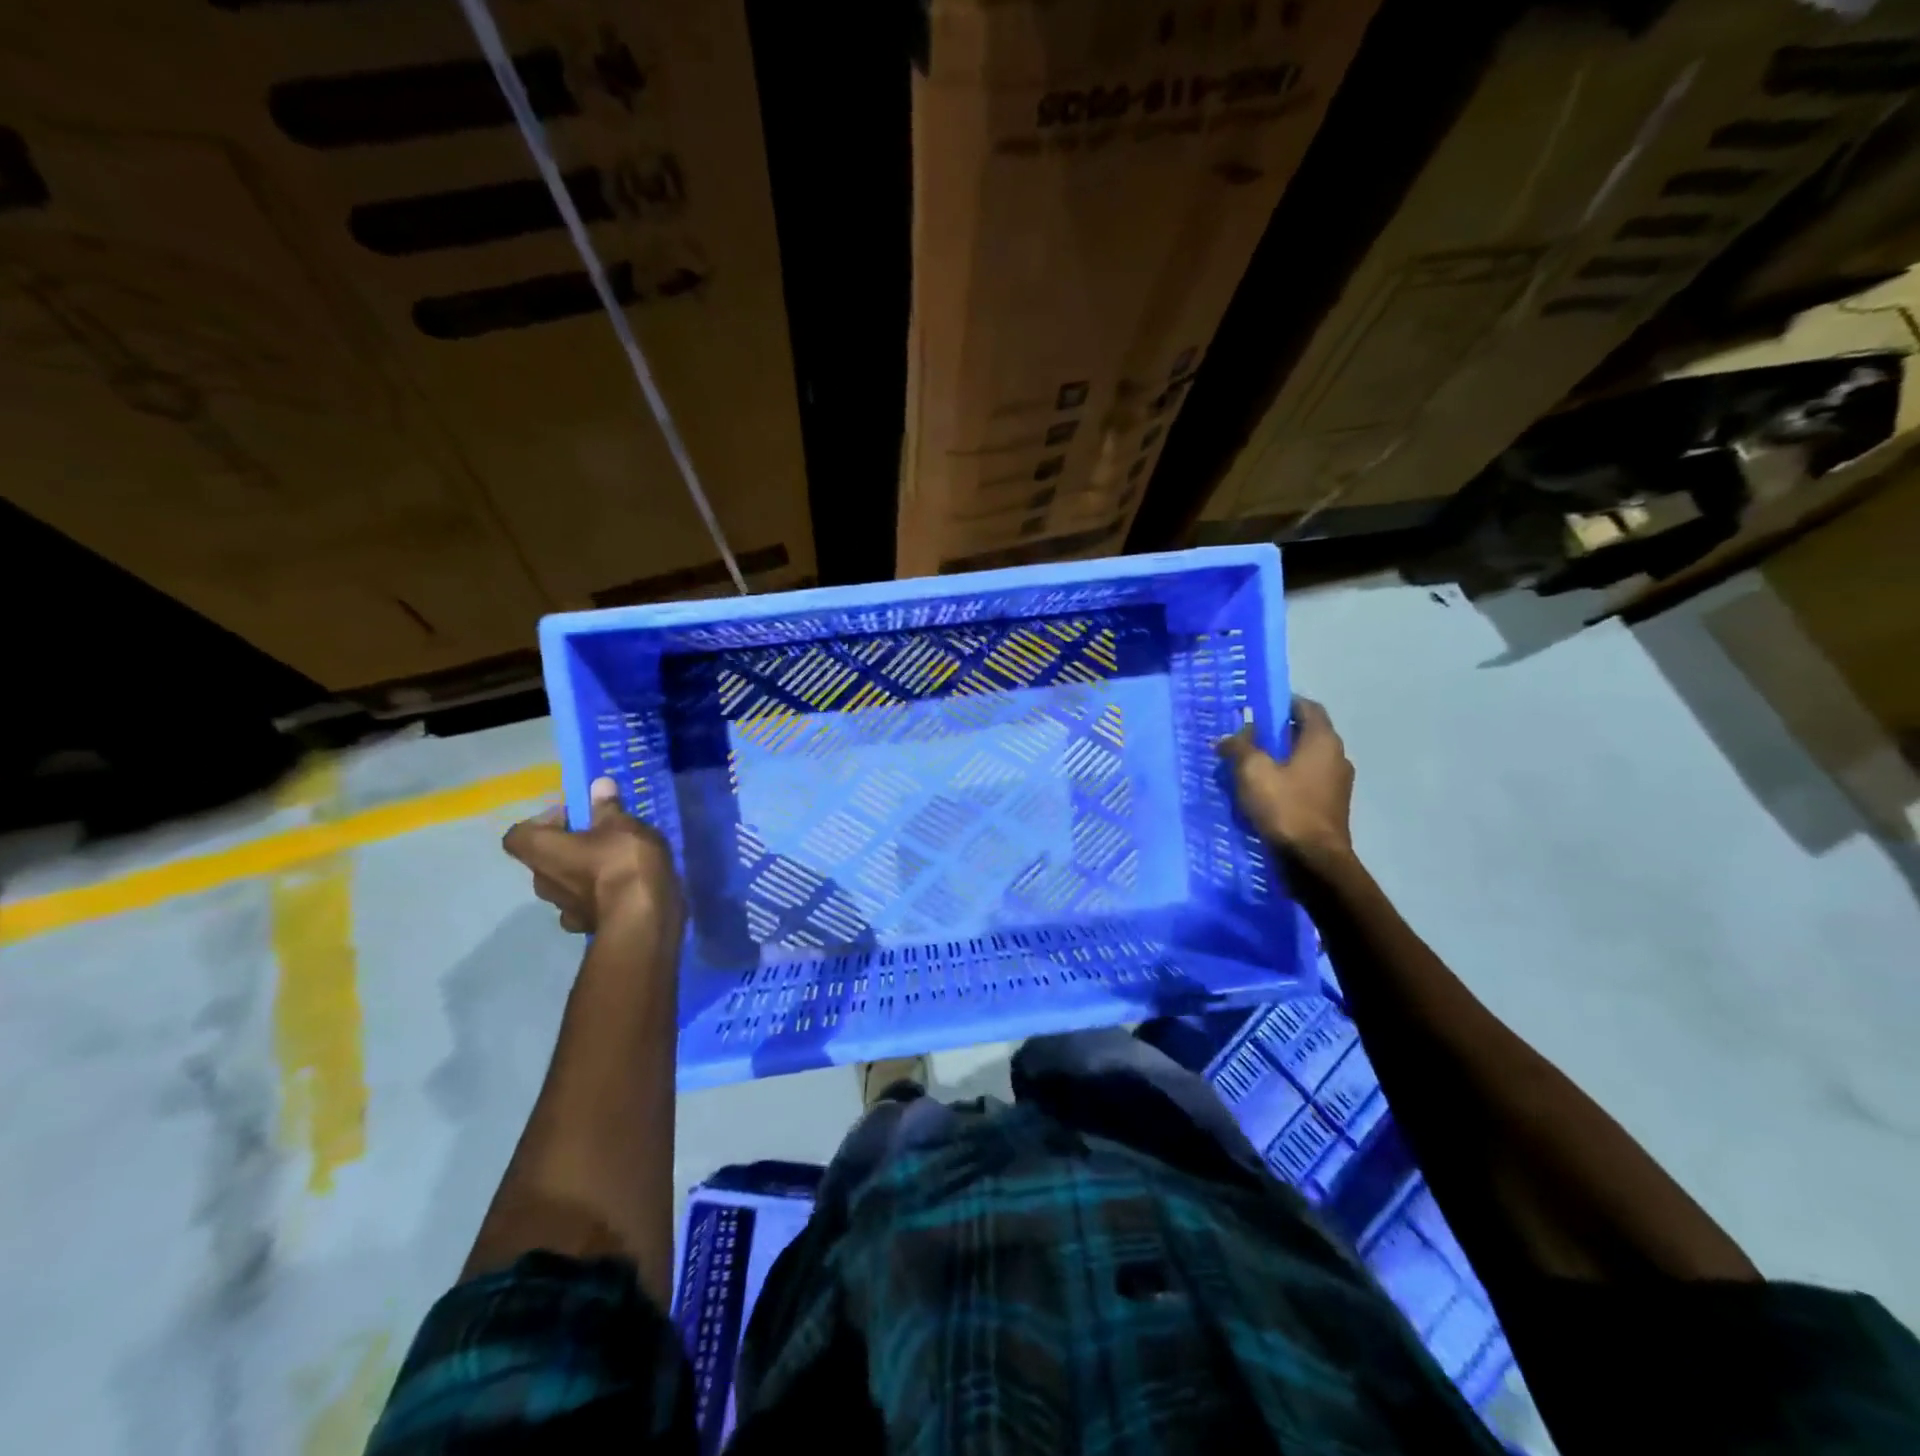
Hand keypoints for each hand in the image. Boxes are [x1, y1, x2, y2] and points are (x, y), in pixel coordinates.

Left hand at [503, 776, 683, 934]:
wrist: (641, 920)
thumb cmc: (622, 863)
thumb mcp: (620, 824)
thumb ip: (607, 806)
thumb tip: (598, 784)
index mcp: (541, 851)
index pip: (519, 834)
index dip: (543, 822)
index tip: (575, 816)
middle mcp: (542, 881)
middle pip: (545, 858)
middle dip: (570, 846)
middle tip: (602, 836)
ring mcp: (562, 908)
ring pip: (566, 882)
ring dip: (584, 872)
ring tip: (619, 862)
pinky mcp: (585, 925)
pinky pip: (586, 904)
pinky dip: (599, 896)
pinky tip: (625, 889)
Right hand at [1216, 696, 1355, 867]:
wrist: (1313, 861)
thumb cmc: (1285, 807)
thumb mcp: (1252, 771)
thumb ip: (1239, 747)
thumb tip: (1229, 738)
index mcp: (1322, 740)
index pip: (1306, 707)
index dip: (1282, 703)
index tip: (1257, 709)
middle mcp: (1336, 757)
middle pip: (1304, 734)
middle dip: (1275, 734)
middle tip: (1245, 740)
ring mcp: (1337, 784)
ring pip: (1303, 761)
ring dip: (1279, 760)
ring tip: (1248, 769)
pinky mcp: (1330, 807)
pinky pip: (1305, 783)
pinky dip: (1285, 781)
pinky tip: (1263, 794)